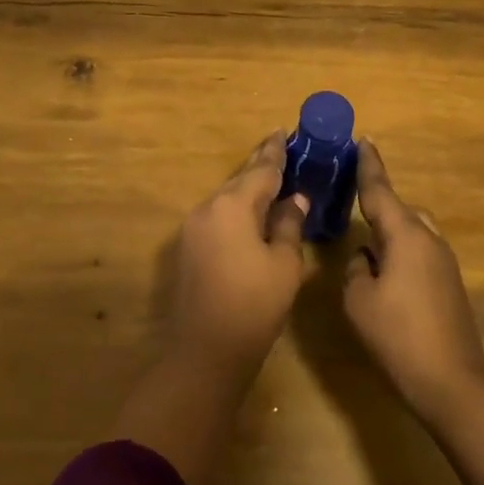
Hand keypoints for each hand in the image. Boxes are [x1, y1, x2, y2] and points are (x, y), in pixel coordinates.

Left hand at [167, 132, 310, 380]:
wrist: (204, 353)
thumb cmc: (254, 306)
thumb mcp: (284, 264)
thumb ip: (289, 225)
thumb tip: (295, 200)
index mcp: (233, 206)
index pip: (261, 170)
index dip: (275, 152)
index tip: (282, 132)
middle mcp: (208, 208)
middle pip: (240, 180)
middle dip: (261, 166)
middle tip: (280, 149)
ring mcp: (193, 228)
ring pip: (227, 198)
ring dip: (248, 190)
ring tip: (272, 182)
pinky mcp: (188, 248)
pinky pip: (217, 217)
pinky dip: (237, 210)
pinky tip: (252, 216)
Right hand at [343, 141, 483, 418]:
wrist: (454, 383)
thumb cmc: (399, 336)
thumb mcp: (359, 301)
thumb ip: (357, 269)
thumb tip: (366, 258)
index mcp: (405, 235)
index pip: (380, 190)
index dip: (369, 165)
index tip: (364, 139)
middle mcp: (429, 239)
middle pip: (400, 209)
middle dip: (378, 204)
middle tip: (352, 204)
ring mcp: (444, 262)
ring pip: (413, 231)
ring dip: (391, 232)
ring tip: (366, 244)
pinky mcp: (450, 284)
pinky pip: (421, 251)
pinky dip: (402, 251)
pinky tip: (386, 274)